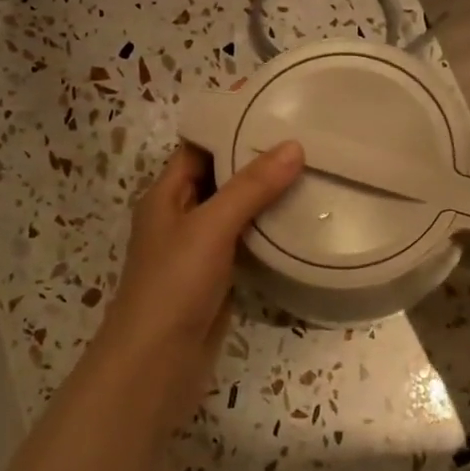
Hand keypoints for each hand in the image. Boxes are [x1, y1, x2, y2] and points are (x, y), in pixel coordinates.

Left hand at [95, 141, 305, 413]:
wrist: (157, 364)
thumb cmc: (174, 285)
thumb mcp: (210, 227)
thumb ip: (251, 187)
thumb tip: (294, 146)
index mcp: (166, 194)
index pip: (199, 146)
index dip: (230, 124)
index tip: (272, 106)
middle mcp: (180, 216)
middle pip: (220, 175)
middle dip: (256, 157)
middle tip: (305, 137)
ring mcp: (199, 249)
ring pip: (235, 210)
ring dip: (266, 194)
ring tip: (312, 170)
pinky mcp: (217, 277)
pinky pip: (246, 241)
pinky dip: (268, 229)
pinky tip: (301, 221)